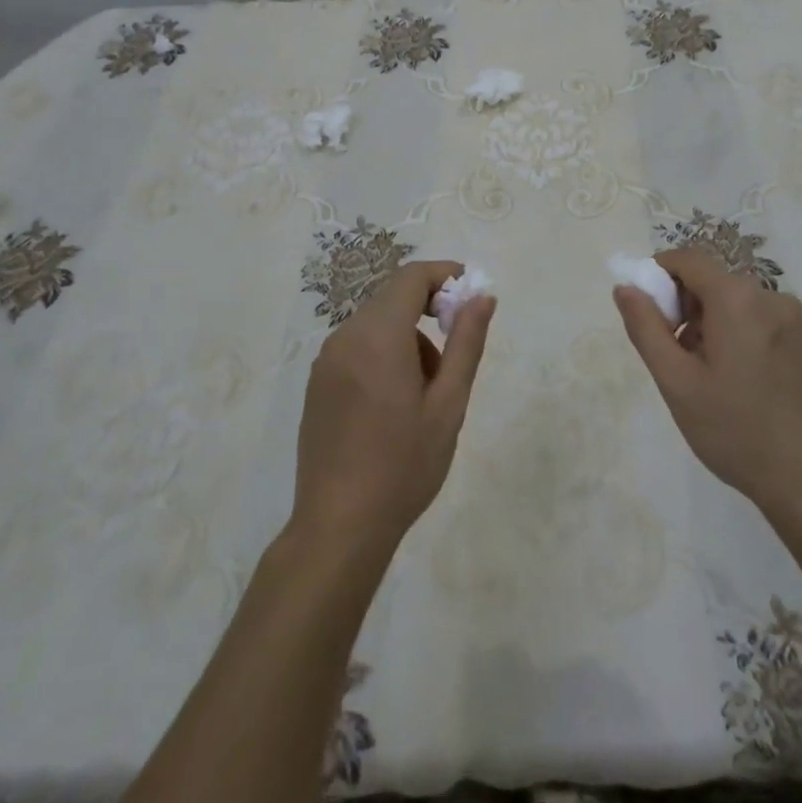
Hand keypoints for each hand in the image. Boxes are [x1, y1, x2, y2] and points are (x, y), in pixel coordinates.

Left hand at [291, 261, 493, 559]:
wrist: (339, 527)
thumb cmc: (403, 466)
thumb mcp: (448, 405)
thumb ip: (466, 343)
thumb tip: (482, 297)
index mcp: (378, 336)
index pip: (411, 277)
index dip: (444, 275)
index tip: (471, 297)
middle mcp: (346, 337)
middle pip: (393, 298)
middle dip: (430, 311)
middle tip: (455, 355)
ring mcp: (326, 360)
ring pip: (376, 324)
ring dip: (408, 337)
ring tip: (427, 393)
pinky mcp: (318, 383)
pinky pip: (358, 347)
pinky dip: (384, 353)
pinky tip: (395, 404)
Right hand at [614, 247, 801, 528]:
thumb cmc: (735, 430)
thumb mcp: (676, 382)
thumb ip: (646, 328)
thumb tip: (625, 287)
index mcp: (737, 298)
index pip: (688, 259)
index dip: (659, 276)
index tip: (649, 315)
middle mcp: (771, 297)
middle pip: (713, 281)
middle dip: (686, 308)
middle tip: (677, 357)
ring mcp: (796, 321)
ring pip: (737, 303)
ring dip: (712, 324)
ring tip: (708, 378)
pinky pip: (762, 322)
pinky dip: (740, 336)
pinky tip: (741, 385)